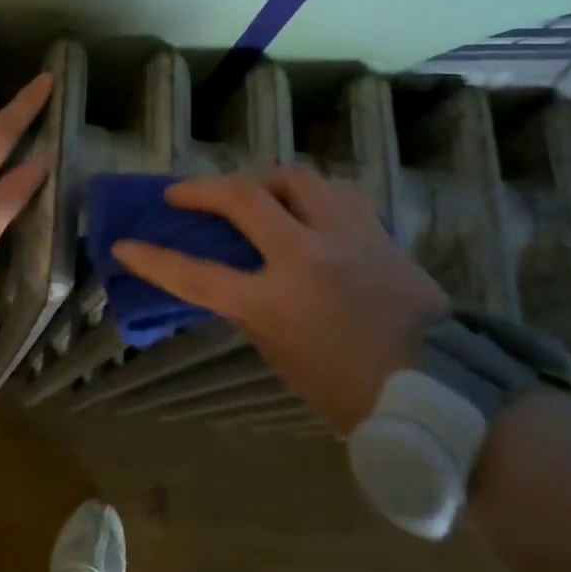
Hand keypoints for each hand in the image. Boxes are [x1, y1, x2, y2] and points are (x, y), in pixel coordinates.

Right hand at [111, 167, 448, 432]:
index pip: (196, 274)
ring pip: (295, 177)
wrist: (447, 393)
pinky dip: (309, 193)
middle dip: (201, 189)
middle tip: (182, 194)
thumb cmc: (356, 394)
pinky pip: (335, 193)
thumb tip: (242, 283)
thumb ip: (256, 314)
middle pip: (242, 197)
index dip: (153, 259)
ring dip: (262, 180)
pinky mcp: (377, 232)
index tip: (123, 244)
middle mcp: (305, 256)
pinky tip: (304, 206)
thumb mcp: (287, 359)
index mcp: (275, 301)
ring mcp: (346, 236)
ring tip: (252, 193)